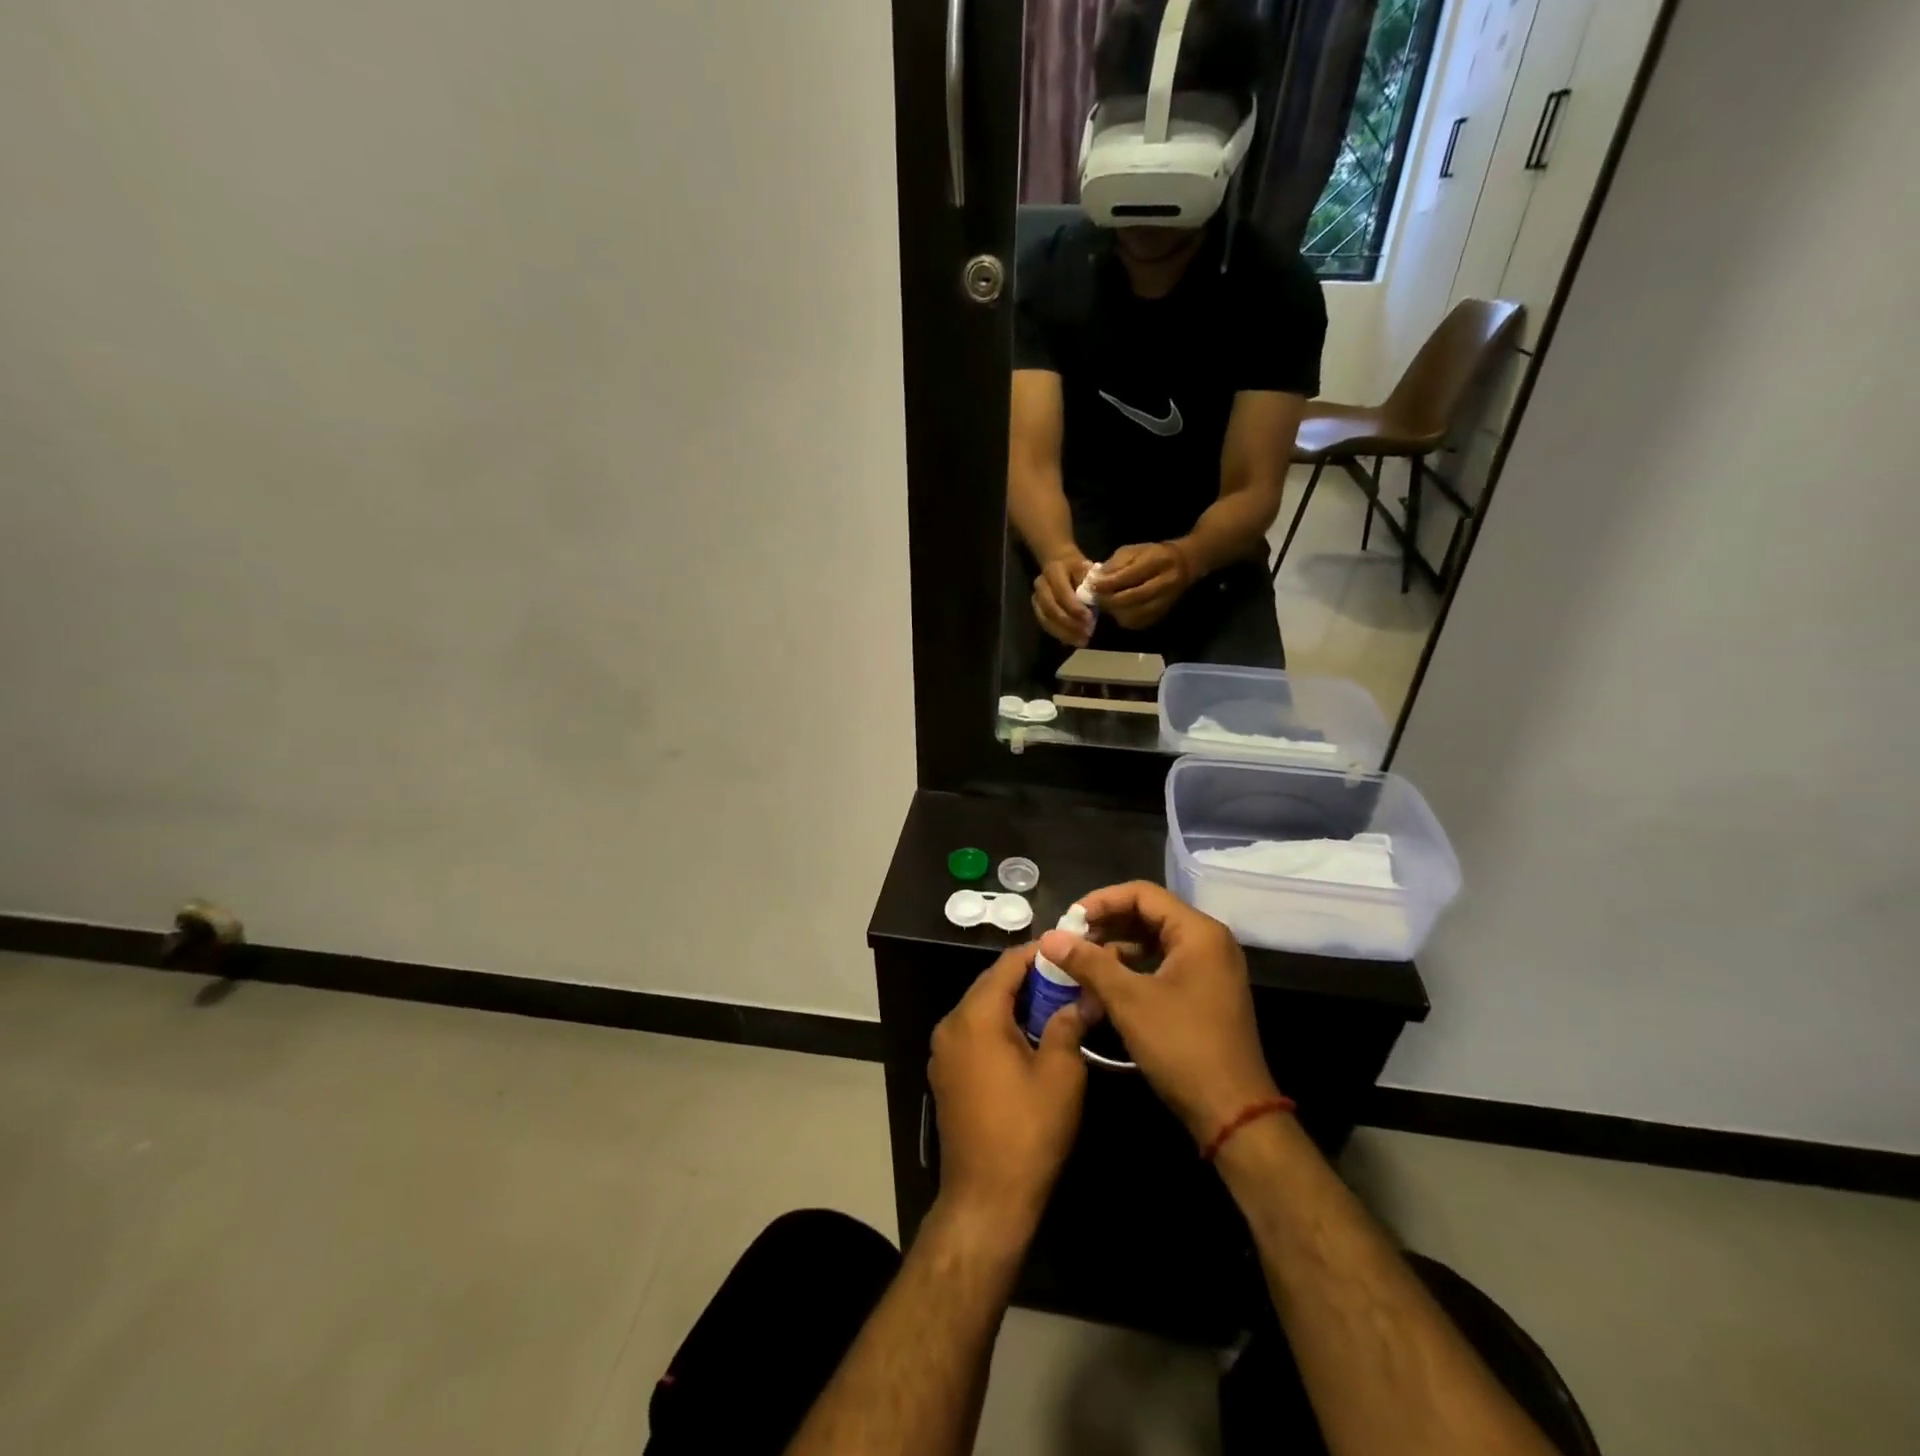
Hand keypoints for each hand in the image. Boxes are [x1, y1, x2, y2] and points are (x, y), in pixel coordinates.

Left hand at [929, 944, 1090, 1236]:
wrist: (986, 1199)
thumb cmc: (1027, 1131)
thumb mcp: (1060, 1074)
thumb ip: (1068, 1025)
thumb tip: (1082, 998)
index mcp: (975, 1016)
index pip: (1007, 965)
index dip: (1039, 953)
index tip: (1070, 949)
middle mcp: (951, 1024)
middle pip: (992, 984)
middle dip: (1030, 979)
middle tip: (1069, 979)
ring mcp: (944, 1051)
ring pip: (983, 1009)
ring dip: (1016, 1003)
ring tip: (1057, 1005)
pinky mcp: (946, 1074)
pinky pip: (975, 1034)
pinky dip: (1000, 1026)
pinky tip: (1030, 1037)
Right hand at [1032, 549, 1094, 646]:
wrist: (1060, 563)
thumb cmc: (1078, 569)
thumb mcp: (1087, 569)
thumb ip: (1090, 585)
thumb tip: (1098, 600)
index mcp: (1054, 570)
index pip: (1061, 591)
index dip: (1074, 607)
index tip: (1090, 619)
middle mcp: (1041, 583)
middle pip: (1050, 608)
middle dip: (1069, 623)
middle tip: (1087, 633)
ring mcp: (1036, 596)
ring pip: (1046, 618)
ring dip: (1064, 632)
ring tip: (1082, 641)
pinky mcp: (1036, 608)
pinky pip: (1045, 624)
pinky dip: (1059, 634)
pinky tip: (1073, 640)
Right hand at [1037, 882, 1278, 1146]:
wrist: (1232, 1113)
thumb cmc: (1182, 1046)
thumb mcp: (1129, 1000)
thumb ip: (1088, 962)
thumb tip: (1049, 937)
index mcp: (1198, 932)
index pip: (1142, 894)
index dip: (1101, 901)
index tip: (1069, 919)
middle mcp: (1209, 941)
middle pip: (1149, 914)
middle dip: (1107, 923)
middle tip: (1070, 939)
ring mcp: (1210, 968)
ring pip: (1155, 941)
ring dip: (1117, 946)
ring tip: (1081, 961)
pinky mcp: (1206, 993)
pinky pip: (1164, 964)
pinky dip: (1134, 968)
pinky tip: (1105, 983)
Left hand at [1096, 542, 1192, 629]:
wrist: (1184, 565)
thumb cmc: (1153, 555)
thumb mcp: (1133, 551)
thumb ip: (1115, 564)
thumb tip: (1096, 579)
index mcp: (1158, 561)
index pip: (1128, 576)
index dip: (1106, 583)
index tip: (1090, 585)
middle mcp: (1164, 583)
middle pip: (1131, 598)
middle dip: (1108, 600)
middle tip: (1093, 598)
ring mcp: (1165, 601)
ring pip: (1134, 614)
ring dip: (1114, 611)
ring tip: (1104, 604)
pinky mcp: (1162, 614)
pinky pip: (1138, 622)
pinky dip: (1123, 618)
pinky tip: (1117, 610)